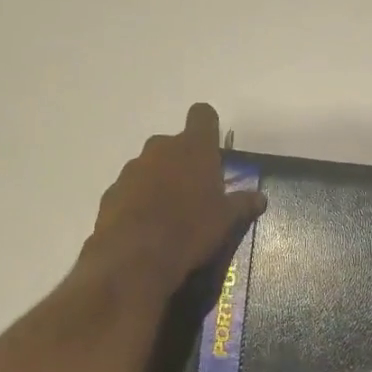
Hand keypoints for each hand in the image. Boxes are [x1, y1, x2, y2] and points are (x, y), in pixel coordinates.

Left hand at [88, 103, 265, 293]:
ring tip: (170, 214)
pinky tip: (147, 227)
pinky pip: (131, 189)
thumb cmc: (191, 229)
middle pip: (174, 144)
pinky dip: (139, 200)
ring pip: (150, 166)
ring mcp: (132, 169)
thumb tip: (260, 198)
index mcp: (193, 148)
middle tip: (195, 191)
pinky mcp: (112, 192)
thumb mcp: (226, 220)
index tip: (213, 147)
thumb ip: (242, 204)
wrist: (135, 256)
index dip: (208, 127)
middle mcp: (160, 148)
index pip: (202, 115)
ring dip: (160, 181)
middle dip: (184, 161)